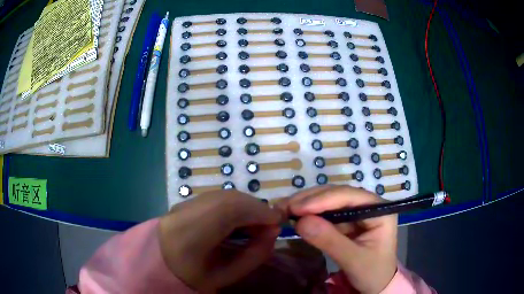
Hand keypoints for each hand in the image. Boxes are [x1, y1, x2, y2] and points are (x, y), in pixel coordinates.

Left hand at [158, 190, 281, 291]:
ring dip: (247, 206)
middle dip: (256, 208)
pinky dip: (236, 205)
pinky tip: (239, 220)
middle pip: (229, 198)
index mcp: (189, 234)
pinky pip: (218, 197)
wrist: (160, 264)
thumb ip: (254, 254)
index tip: (278, 222)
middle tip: (268, 225)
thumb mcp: (226, 275)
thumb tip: (273, 231)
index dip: (259, 211)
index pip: (229, 210)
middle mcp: (185, 211)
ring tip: (255, 224)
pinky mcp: (187, 201)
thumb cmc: (194, 276)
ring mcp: (184, 203)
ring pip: (225, 195)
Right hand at [277, 185, 397, 293]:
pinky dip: (309, 214)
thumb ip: (330, 241)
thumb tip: (301, 222)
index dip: (323, 199)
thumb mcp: (353, 260)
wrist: (376, 285)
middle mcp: (368, 205)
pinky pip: (325, 213)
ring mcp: (356, 212)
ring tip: (284, 208)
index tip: (297, 208)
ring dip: (306, 204)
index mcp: (379, 210)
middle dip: (311, 200)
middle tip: (284, 206)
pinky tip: (294, 215)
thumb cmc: (372, 273)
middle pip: (338, 195)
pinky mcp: (346, 221)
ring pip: (329, 201)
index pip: (350, 197)